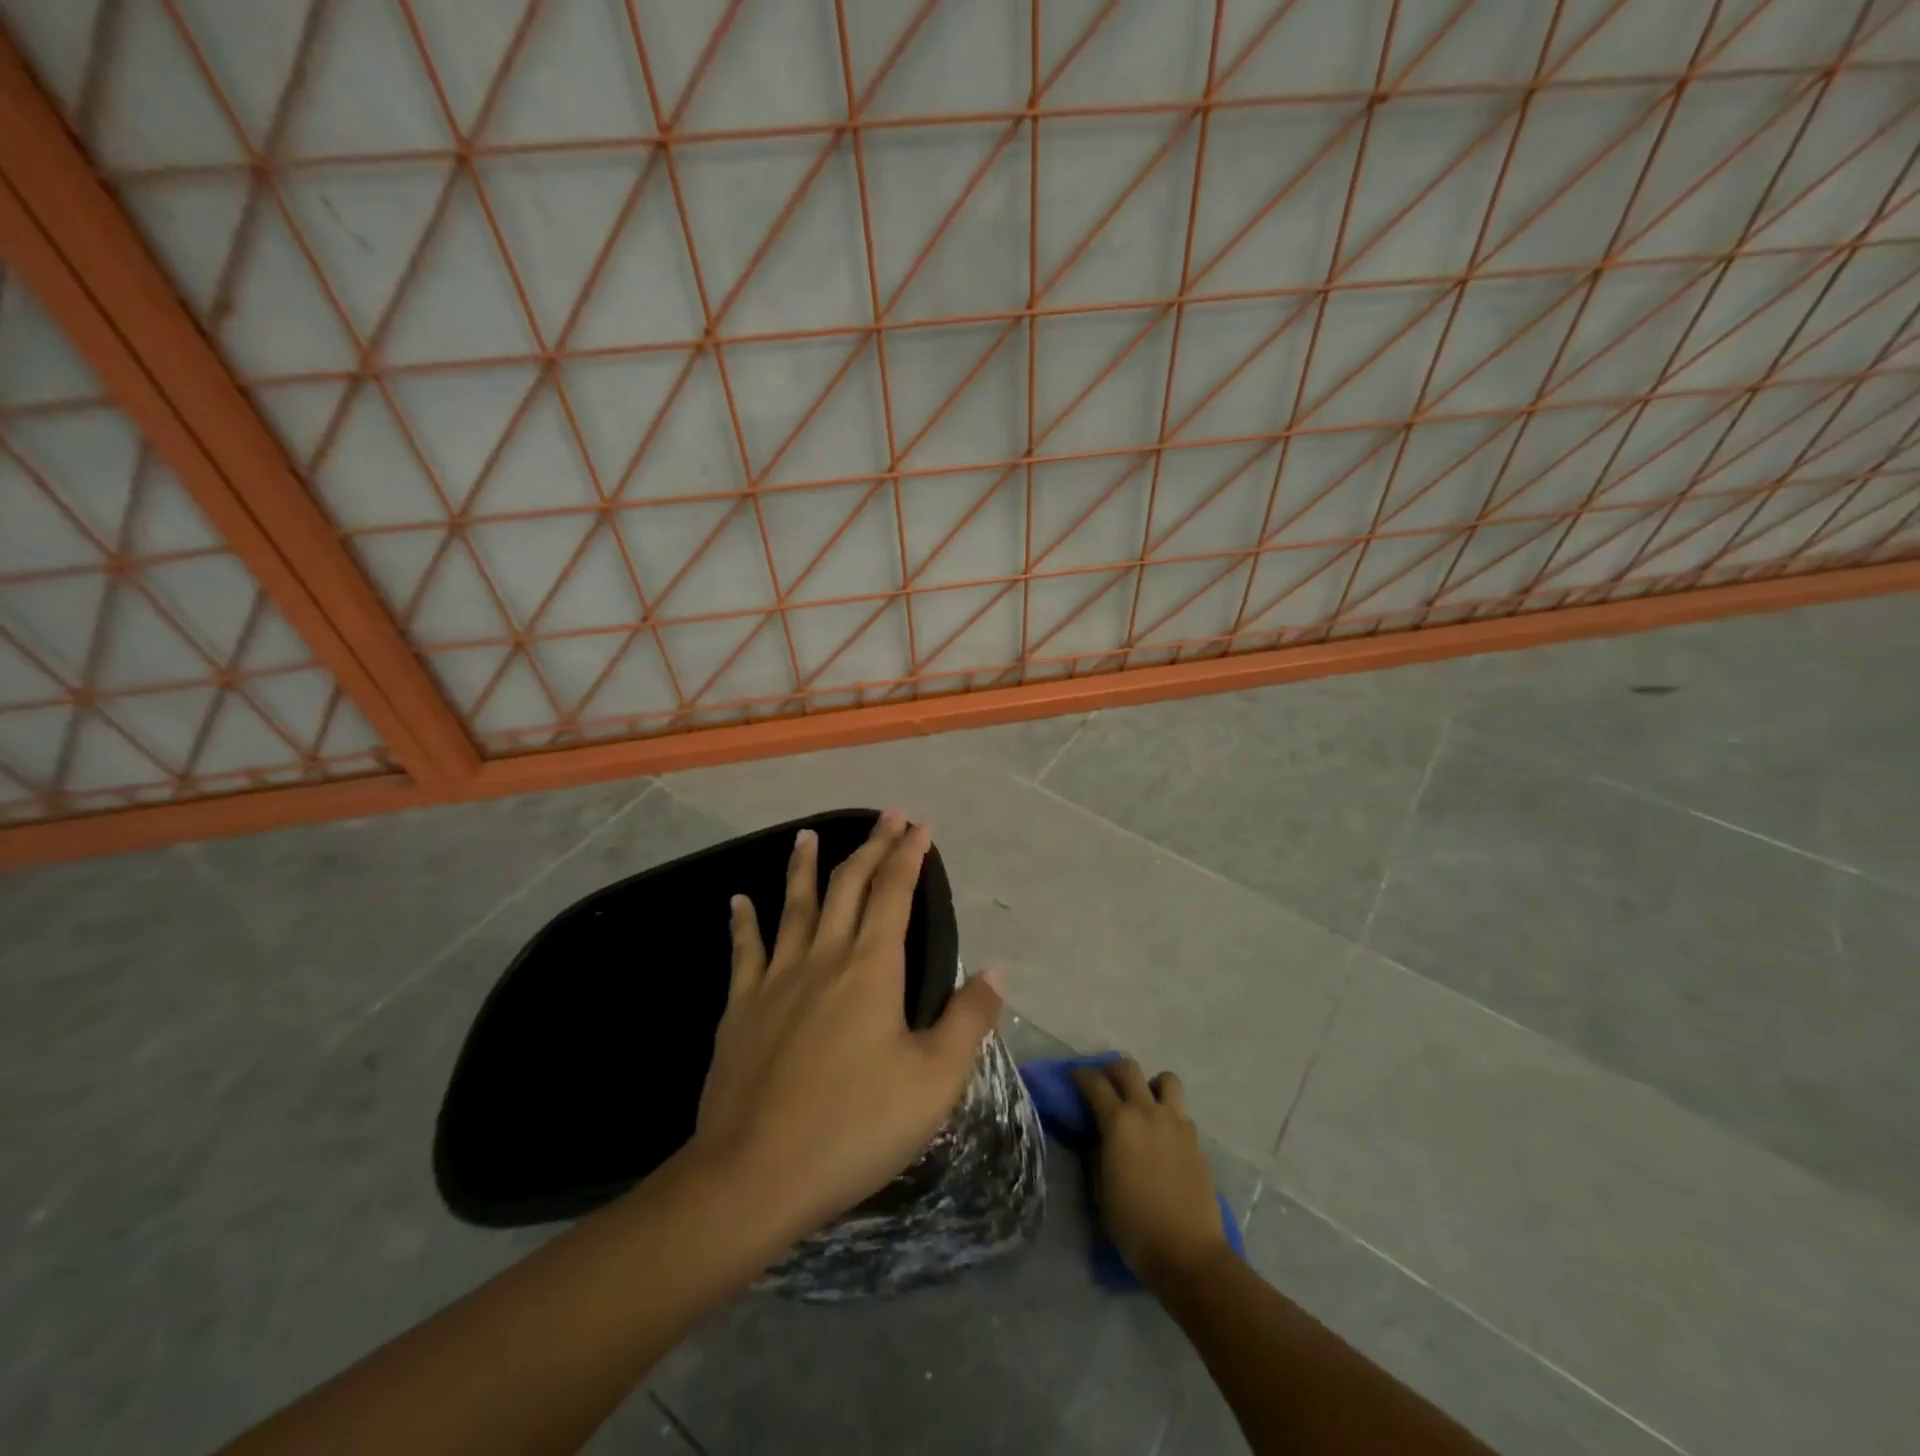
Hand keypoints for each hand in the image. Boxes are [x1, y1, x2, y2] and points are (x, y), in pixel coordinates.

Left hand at [692, 810, 1004, 1242]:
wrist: (754, 1174)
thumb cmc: (855, 1127)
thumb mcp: (934, 1080)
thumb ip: (968, 1019)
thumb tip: (997, 969)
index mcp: (872, 967)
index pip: (894, 892)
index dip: (908, 855)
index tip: (920, 826)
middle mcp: (824, 957)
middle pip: (848, 886)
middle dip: (871, 846)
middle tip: (886, 817)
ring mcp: (776, 979)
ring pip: (794, 906)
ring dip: (804, 866)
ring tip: (807, 835)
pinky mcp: (741, 1008)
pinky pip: (745, 951)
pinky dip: (743, 922)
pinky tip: (738, 900)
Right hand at [1074, 1058, 1228, 1291]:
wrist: (1187, 1253)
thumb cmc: (1134, 1225)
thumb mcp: (1100, 1189)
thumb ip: (1097, 1153)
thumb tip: (1098, 1136)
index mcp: (1119, 1122)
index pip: (1095, 1083)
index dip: (1081, 1075)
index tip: (1074, 1077)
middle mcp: (1148, 1112)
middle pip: (1128, 1069)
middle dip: (1112, 1070)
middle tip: (1106, 1083)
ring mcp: (1176, 1123)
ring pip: (1165, 1079)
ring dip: (1150, 1084)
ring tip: (1144, 1102)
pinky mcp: (1196, 1140)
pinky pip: (1180, 1111)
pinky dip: (1168, 1112)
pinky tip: (1162, 1135)